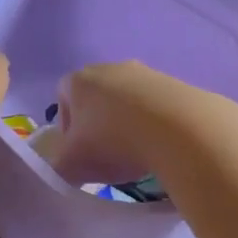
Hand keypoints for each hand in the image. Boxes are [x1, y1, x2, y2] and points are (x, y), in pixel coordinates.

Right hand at [44, 61, 220, 186]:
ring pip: (128, 101)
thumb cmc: (113, 143)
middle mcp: (110, 68)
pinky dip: (156, 124)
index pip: (62, 98)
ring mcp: (146, 73)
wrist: (179, 130)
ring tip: (139, 153)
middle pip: (97, 98)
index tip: (79, 152)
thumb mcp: (71, 166)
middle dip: (99, 125)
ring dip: (128, 124)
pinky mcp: (176, 84)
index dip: (67, 127)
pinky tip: (162, 146)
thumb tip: (64, 169)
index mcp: (79, 80)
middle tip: (108, 155)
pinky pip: (157, 105)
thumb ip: (58, 168)